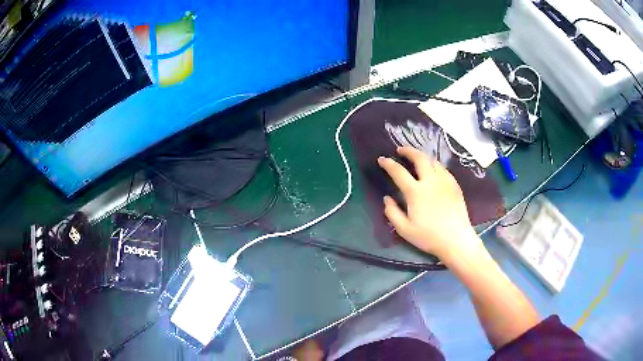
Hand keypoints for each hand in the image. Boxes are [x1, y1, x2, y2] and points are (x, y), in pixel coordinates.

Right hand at [378, 147, 480, 260]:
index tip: (382, 159)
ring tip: (417, 160)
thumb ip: (392, 212)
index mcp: (415, 192)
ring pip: (433, 161)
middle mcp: (430, 181)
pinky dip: (435, 166)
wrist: (456, 240)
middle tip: (401, 150)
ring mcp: (445, 181)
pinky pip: (443, 169)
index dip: (388, 164)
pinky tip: (434, 172)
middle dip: (408, 150)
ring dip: (423, 157)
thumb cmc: (428, 237)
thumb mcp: (404, 229)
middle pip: (419, 157)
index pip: (398, 172)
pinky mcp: (455, 185)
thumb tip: (387, 198)